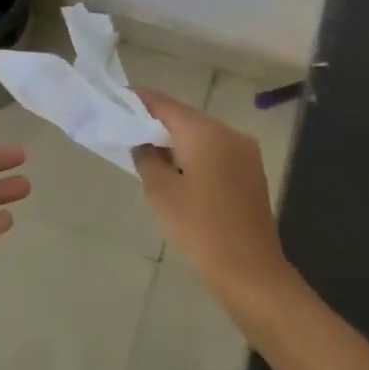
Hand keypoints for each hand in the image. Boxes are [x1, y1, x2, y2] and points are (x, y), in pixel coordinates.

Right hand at [132, 90, 291, 311]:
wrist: (250, 272)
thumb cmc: (200, 229)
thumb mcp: (161, 193)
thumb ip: (147, 158)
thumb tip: (144, 143)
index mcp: (206, 132)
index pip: (165, 105)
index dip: (140, 100)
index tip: (117, 97)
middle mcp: (229, 133)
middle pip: (186, 117)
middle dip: (157, 121)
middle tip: (127, 126)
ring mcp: (244, 153)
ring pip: (202, 135)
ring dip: (176, 140)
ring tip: (147, 149)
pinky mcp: (250, 173)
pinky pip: (215, 152)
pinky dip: (194, 154)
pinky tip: (176, 170)